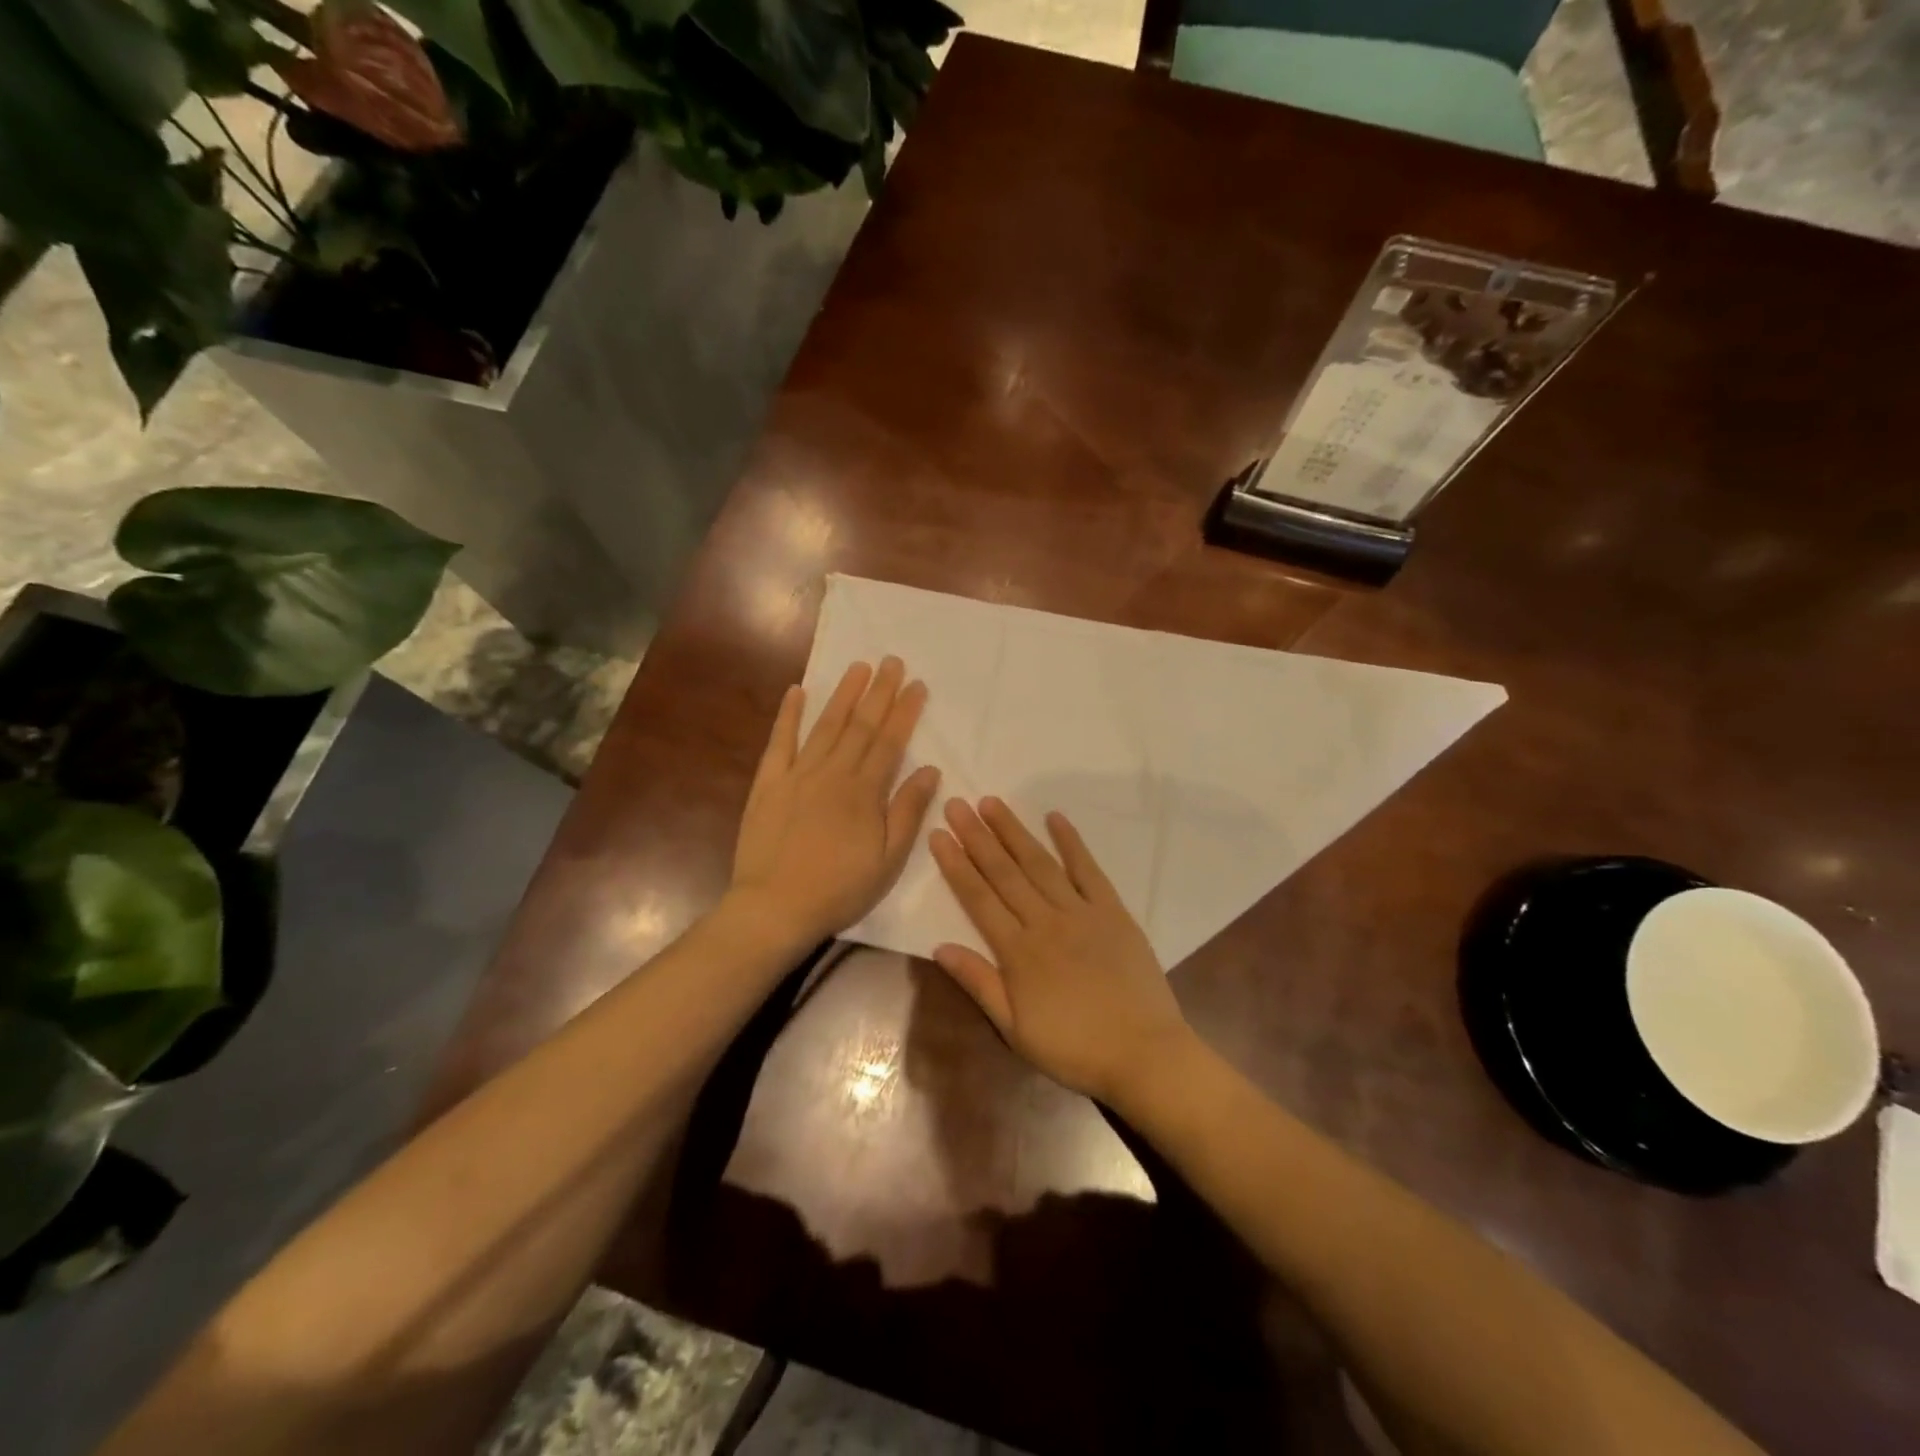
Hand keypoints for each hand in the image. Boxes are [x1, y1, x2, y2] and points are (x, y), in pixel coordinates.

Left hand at [731, 658, 940, 943]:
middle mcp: (833, 773)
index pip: (890, 741)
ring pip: (825, 726)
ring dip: (843, 694)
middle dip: (879, 691)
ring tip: (858, 667)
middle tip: (892, 661)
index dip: (905, 711)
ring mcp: (797, 775)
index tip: (917, 685)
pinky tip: (797, 691)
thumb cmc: (839, 889)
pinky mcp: (768, 784)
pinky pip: (779, 742)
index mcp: (864, 792)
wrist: (775, 907)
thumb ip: (908, 811)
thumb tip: (931, 769)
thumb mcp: (888, 859)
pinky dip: (788, 715)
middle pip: (860, 725)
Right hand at [928, 797, 1191, 1103]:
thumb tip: (939, 947)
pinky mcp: (1113, 912)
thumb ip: (979, 983)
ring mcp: (1081, 913)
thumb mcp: (1015, 1029)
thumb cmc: (1073, 1049)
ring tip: (993, 803)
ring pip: (1040, 864)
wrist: (1144, 1054)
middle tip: (957, 804)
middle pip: (1005, 873)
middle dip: (978, 837)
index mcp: (1018, 952)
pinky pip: (1089, 870)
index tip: (939, 834)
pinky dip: (1072, 843)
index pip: (978, 898)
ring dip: (1014, 832)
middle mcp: (1045, 922)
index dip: (956, 865)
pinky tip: (1055, 818)